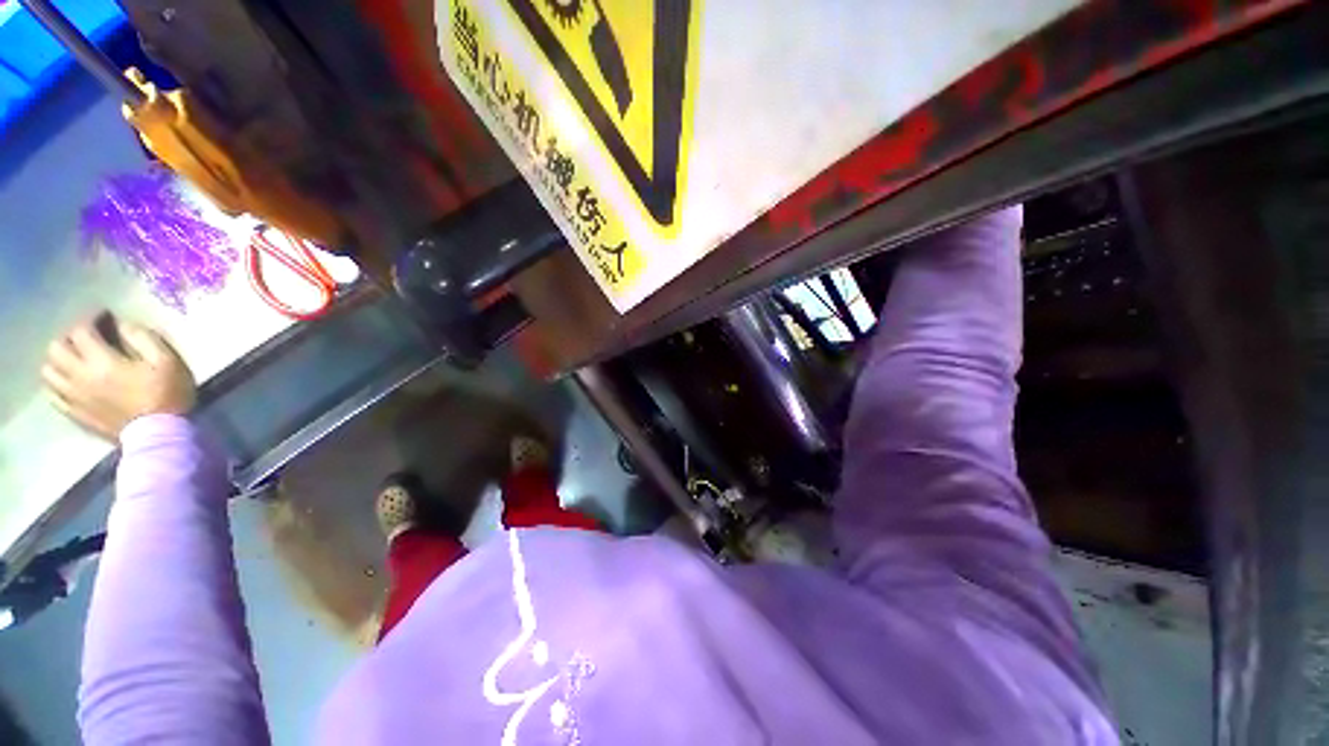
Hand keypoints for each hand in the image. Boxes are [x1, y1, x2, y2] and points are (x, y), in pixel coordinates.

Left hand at [42, 315, 196, 440]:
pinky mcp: (75, 412)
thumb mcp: (167, 361)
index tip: (103, 317)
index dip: (90, 319)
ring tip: (74, 360)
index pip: (82, 330)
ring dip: (58, 361)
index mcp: (102, 361)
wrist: (159, 434)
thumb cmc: (166, 394)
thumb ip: (143, 338)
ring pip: (49, 371)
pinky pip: (53, 394)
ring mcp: (75, 397)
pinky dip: (57, 383)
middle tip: (86, 339)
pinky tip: (69, 382)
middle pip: (56, 349)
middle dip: (69, 339)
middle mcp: (80, 376)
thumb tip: (123, 325)